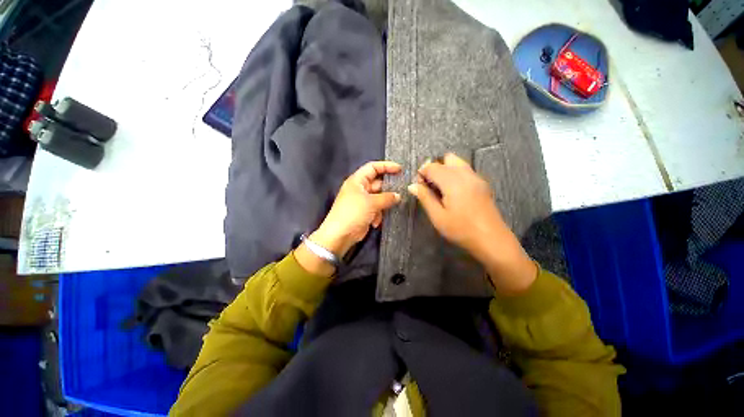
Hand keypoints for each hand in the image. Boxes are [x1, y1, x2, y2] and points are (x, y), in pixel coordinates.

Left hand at [296, 161, 401, 276]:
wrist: (340, 235)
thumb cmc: (354, 213)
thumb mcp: (371, 203)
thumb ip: (387, 197)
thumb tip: (398, 196)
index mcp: (357, 181)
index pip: (373, 167)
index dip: (386, 166)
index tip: (400, 169)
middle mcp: (360, 189)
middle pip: (378, 183)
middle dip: (389, 188)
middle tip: (402, 190)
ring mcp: (362, 201)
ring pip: (379, 197)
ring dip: (384, 204)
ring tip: (391, 207)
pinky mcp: (364, 212)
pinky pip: (376, 209)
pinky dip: (378, 214)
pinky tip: (376, 222)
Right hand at [407, 153, 536, 294]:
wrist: (492, 239)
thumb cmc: (461, 229)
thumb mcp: (438, 216)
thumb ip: (425, 197)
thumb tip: (412, 185)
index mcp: (453, 182)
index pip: (433, 166)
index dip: (422, 173)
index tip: (418, 185)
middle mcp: (466, 174)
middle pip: (447, 159)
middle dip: (434, 168)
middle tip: (429, 185)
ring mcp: (476, 178)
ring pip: (458, 162)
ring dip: (445, 169)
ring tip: (440, 188)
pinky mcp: (482, 184)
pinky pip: (465, 170)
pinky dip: (455, 173)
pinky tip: (453, 191)